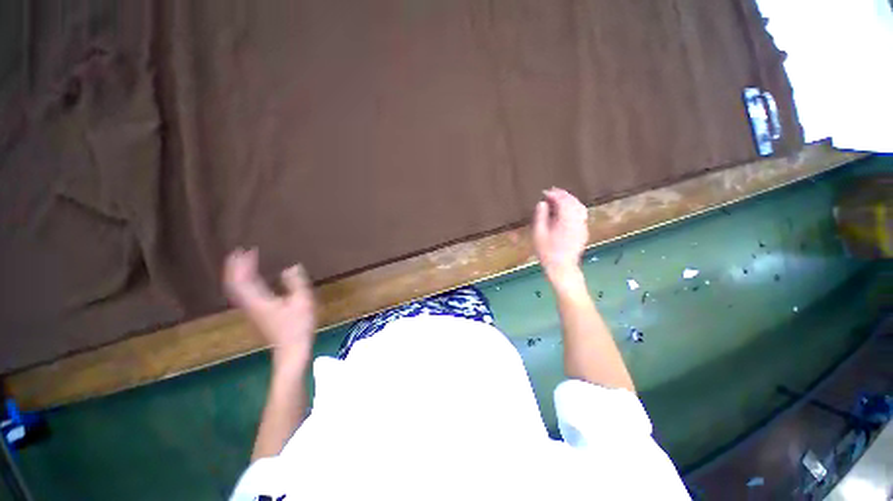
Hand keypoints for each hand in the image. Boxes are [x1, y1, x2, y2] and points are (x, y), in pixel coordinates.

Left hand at [224, 248, 316, 367]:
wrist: (291, 349)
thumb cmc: (298, 325)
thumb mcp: (303, 301)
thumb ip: (296, 283)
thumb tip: (290, 267)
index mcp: (259, 300)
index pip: (243, 279)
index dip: (242, 264)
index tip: (246, 249)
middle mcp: (250, 304)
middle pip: (234, 284)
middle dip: (235, 267)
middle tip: (239, 252)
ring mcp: (252, 311)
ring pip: (237, 290)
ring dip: (237, 275)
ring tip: (243, 262)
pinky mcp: (256, 314)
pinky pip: (243, 294)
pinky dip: (243, 283)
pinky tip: (252, 280)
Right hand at [532, 188, 588, 287]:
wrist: (562, 267)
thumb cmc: (547, 252)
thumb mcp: (539, 234)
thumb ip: (541, 216)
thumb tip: (542, 203)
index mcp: (566, 220)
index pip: (563, 201)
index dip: (554, 195)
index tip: (545, 192)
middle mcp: (577, 220)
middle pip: (573, 202)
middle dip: (563, 195)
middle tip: (552, 192)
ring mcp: (582, 226)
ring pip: (579, 207)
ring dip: (570, 200)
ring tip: (559, 198)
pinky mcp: (583, 231)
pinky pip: (581, 214)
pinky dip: (574, 207)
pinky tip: (566, 210)